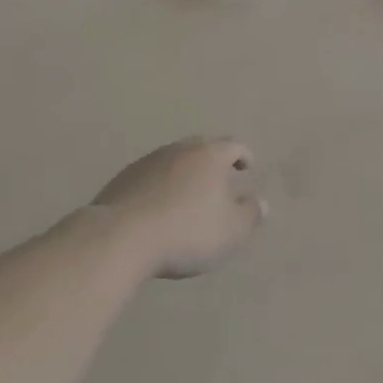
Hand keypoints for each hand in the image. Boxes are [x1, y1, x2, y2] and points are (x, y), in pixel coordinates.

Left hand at [87, 137, 265, 278]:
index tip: (248, 166)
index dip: (243, 155)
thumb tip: (261, 202)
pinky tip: (159, 206)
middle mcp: (179, 149)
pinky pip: (151, 176)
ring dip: (185, 173)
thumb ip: (250, 215)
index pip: (233, 146)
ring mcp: (148, 161)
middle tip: (220, 177)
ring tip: (189, 193)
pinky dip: (161, 185)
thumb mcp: (231, 231)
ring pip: (174, 160)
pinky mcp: (124, 178)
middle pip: (201, 147)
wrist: (121, 237)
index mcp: (209, 155)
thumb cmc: (186, 231)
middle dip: (213, 160)